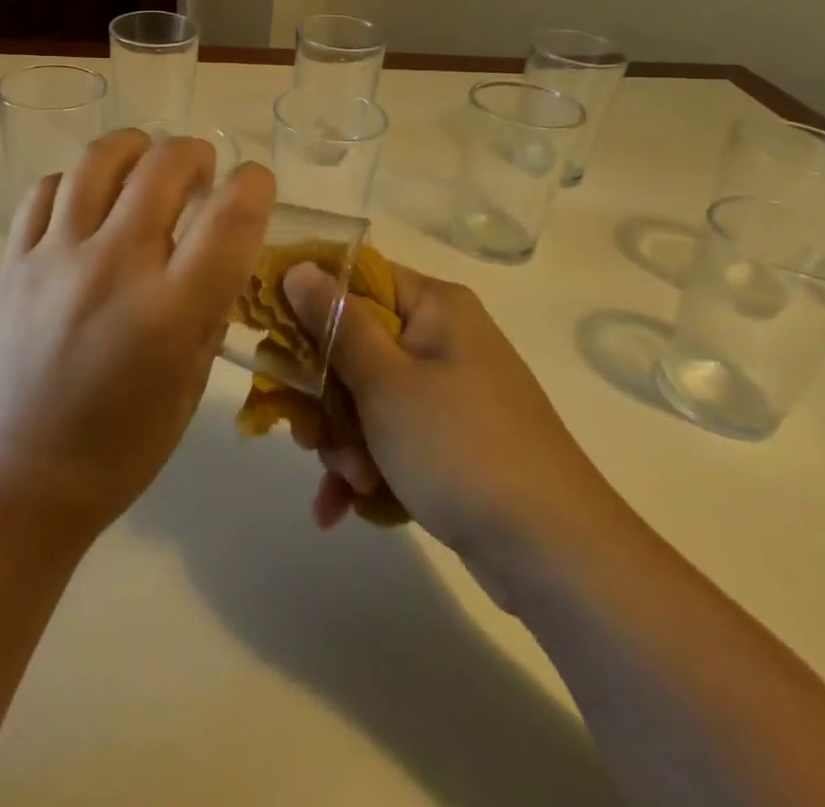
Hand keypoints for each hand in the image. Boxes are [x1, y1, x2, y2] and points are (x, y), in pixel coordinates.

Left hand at [0, 131, 274, 540]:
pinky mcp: (13, 260)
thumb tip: (220, 252)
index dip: (254, 184)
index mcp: (170, 311)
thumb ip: (210, 309)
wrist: (20, 480)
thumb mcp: (192, 385)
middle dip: (196, 153)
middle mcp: (113, 268)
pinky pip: (45, 189)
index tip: (255, 185)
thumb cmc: (122, 448)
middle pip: (164, 165)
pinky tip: (85, 203)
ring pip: (98, 160)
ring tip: (143, 168)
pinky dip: (75, 182)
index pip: (230, 216)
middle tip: (201, 172)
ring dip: (135, 150)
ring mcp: (55, 258)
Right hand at [283, 261, 622, 598]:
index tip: (268, 329)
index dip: (308, 298)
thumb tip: (300, 266)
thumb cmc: (462, 448)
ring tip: (350, 482)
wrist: (556, 557)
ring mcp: (448, 394)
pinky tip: (344, 508)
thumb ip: (337, 323)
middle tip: (308, 433)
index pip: (357, 276)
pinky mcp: (451, 443)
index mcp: (435, 307)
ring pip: (366, 397)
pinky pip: (390, 438)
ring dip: (344, 441)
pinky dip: (367, 469)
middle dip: (325, 396)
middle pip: (355, 344)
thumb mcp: (386, 383)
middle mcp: (442, 340)